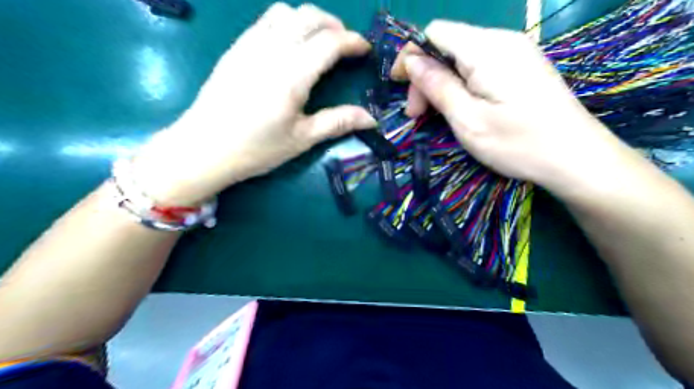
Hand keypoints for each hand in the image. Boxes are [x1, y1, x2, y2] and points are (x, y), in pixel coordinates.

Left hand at [132, 3, 376, 204]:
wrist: (204, 148)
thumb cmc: (256, 148)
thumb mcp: (302, 139)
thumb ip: (337, 122)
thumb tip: (370, 119)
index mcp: (292, 75)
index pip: (329, 42)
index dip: (352, 42)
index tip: (365, 49)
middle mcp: (272, 50)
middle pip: (309, 17)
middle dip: (334, 25)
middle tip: (345, 45)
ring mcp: (250, 45)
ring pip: (286, 12)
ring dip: (310, 19)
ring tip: (319, 41)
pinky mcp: (236, 48)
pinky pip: (266, 21)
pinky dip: (287, 22)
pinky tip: (290, 44)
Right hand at [388, 20, 632, 192]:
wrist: (576, 158)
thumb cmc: (518, 143)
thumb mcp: (468, 120)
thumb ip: (437, 86)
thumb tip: (411, 62)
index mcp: (486, 49)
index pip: (434, 33)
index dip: (411, 56)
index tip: (400, 87)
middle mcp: (502, 41)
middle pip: (447, 45)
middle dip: (425, 76)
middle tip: (417, 115)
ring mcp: (515, 52)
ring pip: (461, 57)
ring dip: (441, 83)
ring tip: (436, 116)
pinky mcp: (521, 67)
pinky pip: (479, 66)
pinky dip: (460, 84)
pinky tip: (461, 108)